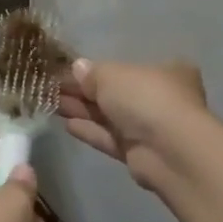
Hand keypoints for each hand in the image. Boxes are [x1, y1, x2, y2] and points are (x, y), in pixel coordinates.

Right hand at [58, 58, 208, 189]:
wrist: (169, 149)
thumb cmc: (146, 98)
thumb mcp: (113, 74)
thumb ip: (92, 73)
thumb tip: (78, 68)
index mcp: (166, 71)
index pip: (127, 68)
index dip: (97, 70)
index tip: (69, 71)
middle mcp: (162, 98)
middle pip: (117, 93)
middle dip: (85, 91)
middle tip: (53, 88)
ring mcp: (152, 128)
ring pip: (111, 117)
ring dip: (83, 111)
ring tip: (52, 105)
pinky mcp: (140, 154)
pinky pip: (111, 138)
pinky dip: (91, 131)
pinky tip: (67, 125)